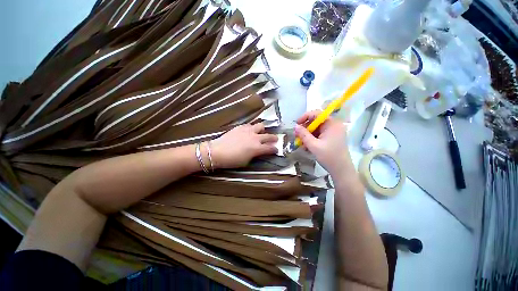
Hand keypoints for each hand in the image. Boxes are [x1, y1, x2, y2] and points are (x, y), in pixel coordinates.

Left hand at [211, 123, 277, 168]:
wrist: (217, 151)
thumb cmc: (232, 160)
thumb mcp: (246, 161)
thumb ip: (255, 155)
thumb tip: (258, 152)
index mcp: (257, 148)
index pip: (270, 148)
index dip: (275, 149)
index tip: (276, 150)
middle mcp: (255, 137)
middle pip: (269, 136)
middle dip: (274, 138)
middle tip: (275, 140)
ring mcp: (248, 130)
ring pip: (260, 126)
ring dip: (263, 130)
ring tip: (260, 133)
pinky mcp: (241, 127)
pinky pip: (250, 125)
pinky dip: (252, 128)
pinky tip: (249, 132)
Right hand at [294, 110, 352, 174]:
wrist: (341, 170)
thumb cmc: (329, 157)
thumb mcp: (313, 145)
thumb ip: (303, 135)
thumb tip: (295, 126)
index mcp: (332, 124)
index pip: (317, 114)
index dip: (305, 117)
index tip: (296, 124)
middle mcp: (333, 125)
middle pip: (316, 122)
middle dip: (305, 129)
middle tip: (297, 136)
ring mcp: (333, 132)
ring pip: (316, 129)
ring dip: (307, 135)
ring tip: (301, 144)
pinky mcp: (331, 138)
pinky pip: (319, 135)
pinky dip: (312, 139)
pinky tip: (307, 146)